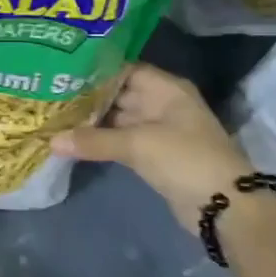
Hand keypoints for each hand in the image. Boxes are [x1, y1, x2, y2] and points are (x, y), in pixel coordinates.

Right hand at [51, 64, 254, 232]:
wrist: (224, 206)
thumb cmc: (185, 159)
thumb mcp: (138, 145)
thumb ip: (94, 141)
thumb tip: (51, 141)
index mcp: (166, 89)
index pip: (125, 70)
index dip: (96, 70)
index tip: (63, 73)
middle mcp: (162, 104)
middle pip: (119, 94)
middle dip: (88, 97)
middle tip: (51, 95)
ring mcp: (159, 131)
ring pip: (118, 119)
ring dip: (92, 121)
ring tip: (55, 116)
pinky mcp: (154, 155)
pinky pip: (121, 141)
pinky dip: (101, 141)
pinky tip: (73, 141)